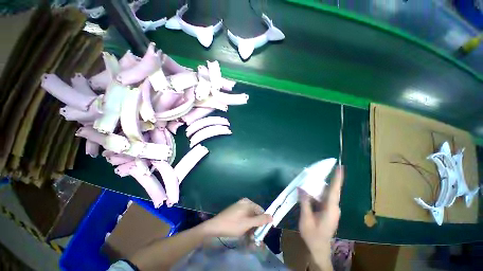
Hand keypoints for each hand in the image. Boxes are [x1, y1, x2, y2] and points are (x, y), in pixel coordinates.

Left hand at [201, 198, 272, 237]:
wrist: (215, 226)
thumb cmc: (232, 224)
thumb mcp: (248, 223)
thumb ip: (260, 220)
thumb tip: (272, 216)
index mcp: (248, 202)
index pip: (261, 211)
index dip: (263, 221)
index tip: (261, 232)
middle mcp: (245, 202)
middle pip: (255, 214)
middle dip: (256, 225)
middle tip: (254, 236)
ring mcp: (240, 206)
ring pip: (250, 216)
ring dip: (251, 226)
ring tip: (249, 236)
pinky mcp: (236, 210)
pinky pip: (245, 216)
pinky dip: (246, 224)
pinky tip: (243, 231)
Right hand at [299, 166, 343, 269]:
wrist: (319, 249)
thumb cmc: (312, 235)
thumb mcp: (306, 219)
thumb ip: (305, 202)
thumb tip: (301, 188)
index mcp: (330, 209)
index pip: (334, 191)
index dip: (337, 179)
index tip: (340, 168)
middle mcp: (334, 208)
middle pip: (330, 190)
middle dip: (325, 179)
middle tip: (316, 170)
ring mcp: (332, 210)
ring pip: (326, 194)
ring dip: (319, 186)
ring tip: (309, 179)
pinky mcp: (328, 211)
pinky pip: (323, 198)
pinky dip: (317, 192)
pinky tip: (309, 190)